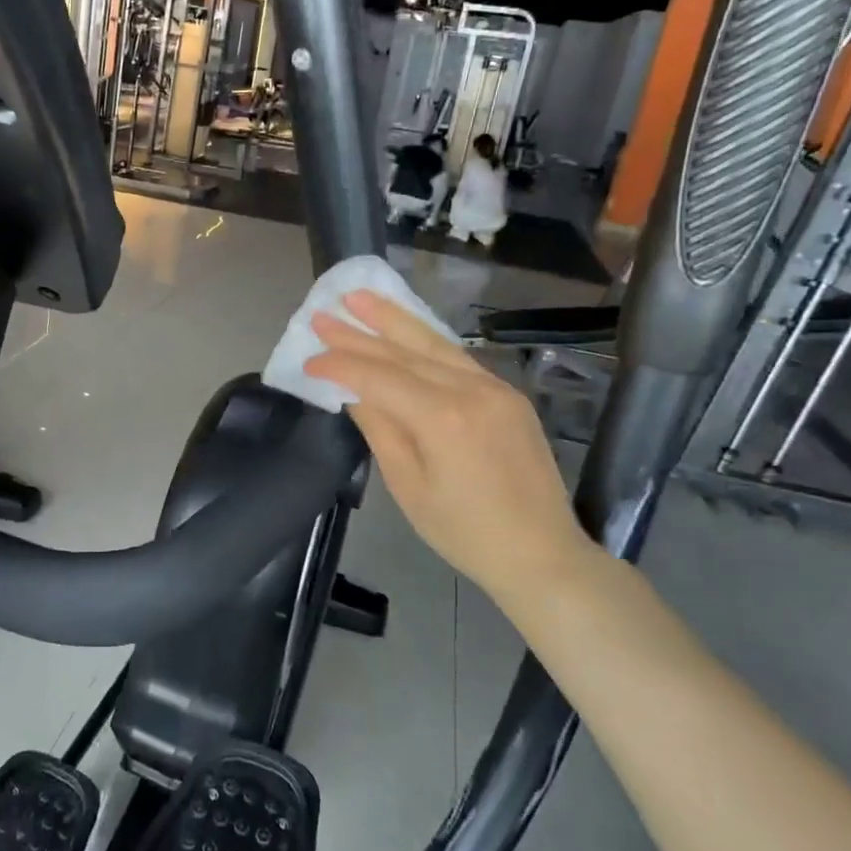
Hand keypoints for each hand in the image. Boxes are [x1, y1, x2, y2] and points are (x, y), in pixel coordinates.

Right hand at [307, 290, 592, 606]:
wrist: (542, 553)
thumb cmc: (464, 532)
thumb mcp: (408, 485)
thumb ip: (380, 428)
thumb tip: (353, 390)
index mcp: (443, 418)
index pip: (378, 377)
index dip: (340, 365)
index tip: (309, 359)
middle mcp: (471, 390)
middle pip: (404, 351)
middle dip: (360, 331)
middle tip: (324, 311)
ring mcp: (495, 388)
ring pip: (434, 343)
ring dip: (394, 319)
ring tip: (361, 298)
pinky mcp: (508, 394)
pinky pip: (457, 357)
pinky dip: (425, 340)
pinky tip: (404, 330)